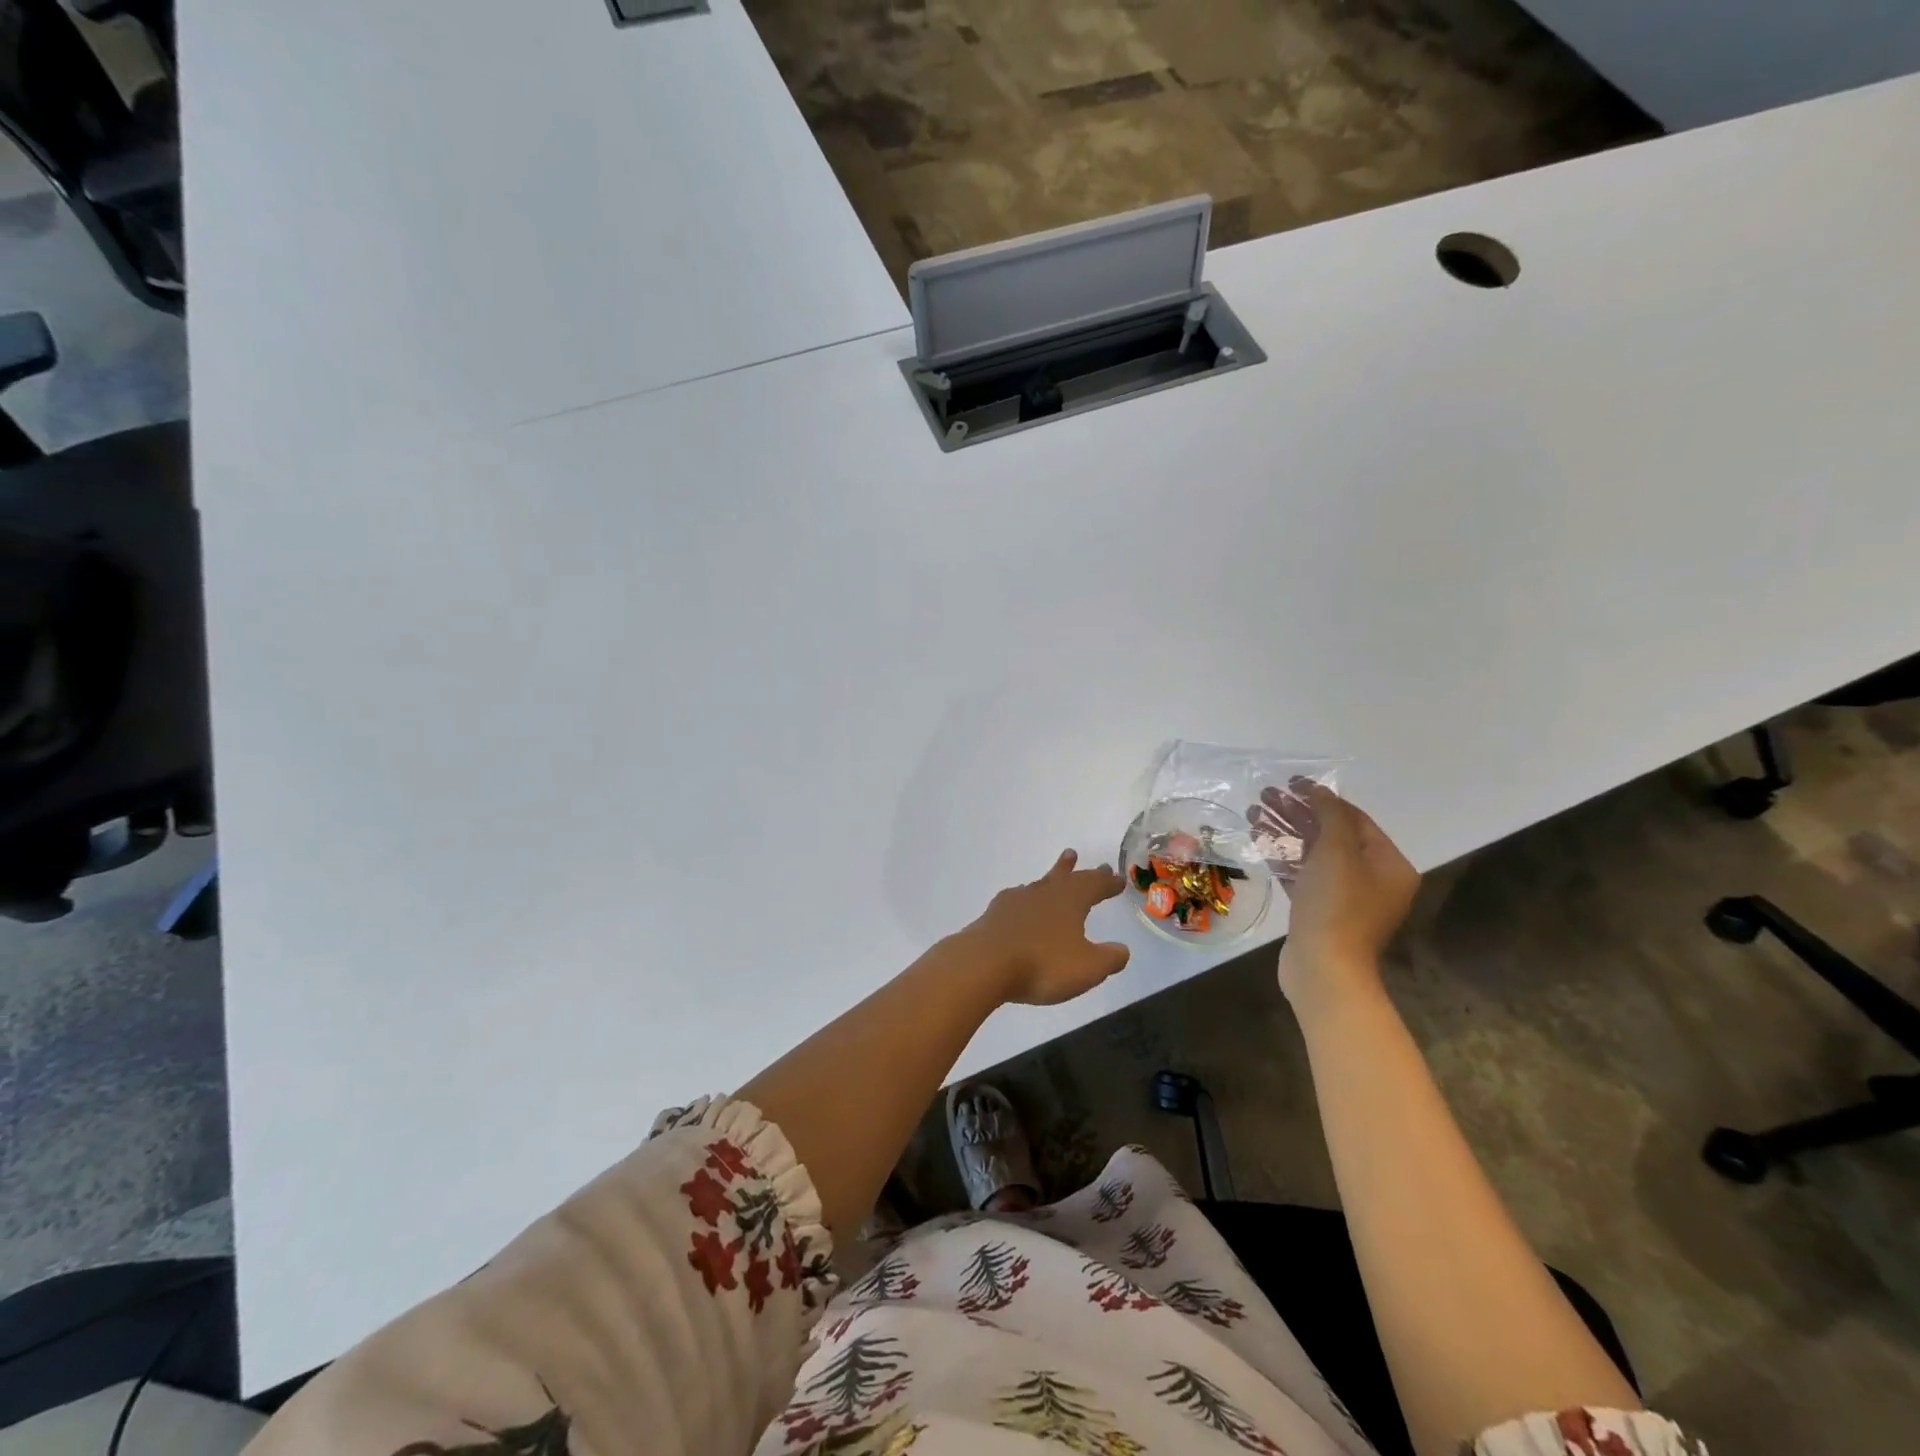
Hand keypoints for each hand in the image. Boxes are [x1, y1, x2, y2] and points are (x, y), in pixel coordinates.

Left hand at [961, 850, 1131, 1006]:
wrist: (984, 963)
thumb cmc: (1043, 964)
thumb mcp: (1088, 968)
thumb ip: (1109, 958)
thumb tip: (1123, 950)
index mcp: (1070, 901)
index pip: (1094, 885)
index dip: (1107, 883)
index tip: (1118, 878)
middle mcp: (1044, 893)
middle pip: (1066, 877)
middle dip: (1080, 871)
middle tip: (1085, 859)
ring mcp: (1017, 901)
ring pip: (1041, 883)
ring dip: (1053, 875)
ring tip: (1059, 869)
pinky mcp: (996, 913)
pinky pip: (1018, 898)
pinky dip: (1027, 898)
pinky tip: (1023, 901)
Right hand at [1275, 783, 1418, 1008]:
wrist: (1323, 968)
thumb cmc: (1336, 905)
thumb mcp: (1337, 851)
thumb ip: (1330, 815)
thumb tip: (1319, 792)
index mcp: (1388, 864)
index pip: (1354, 819)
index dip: (1322, 798)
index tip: (1291, 782)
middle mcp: (1372, 879)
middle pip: (1331, 834)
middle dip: (1297, 813)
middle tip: (1265, 795)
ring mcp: (1345, 897)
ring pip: (1312, 854)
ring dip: (1284, 831)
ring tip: (1254, 813)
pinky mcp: (1318, 911)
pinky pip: (1301, 874)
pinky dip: (1282, 856)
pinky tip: (1258, 841)